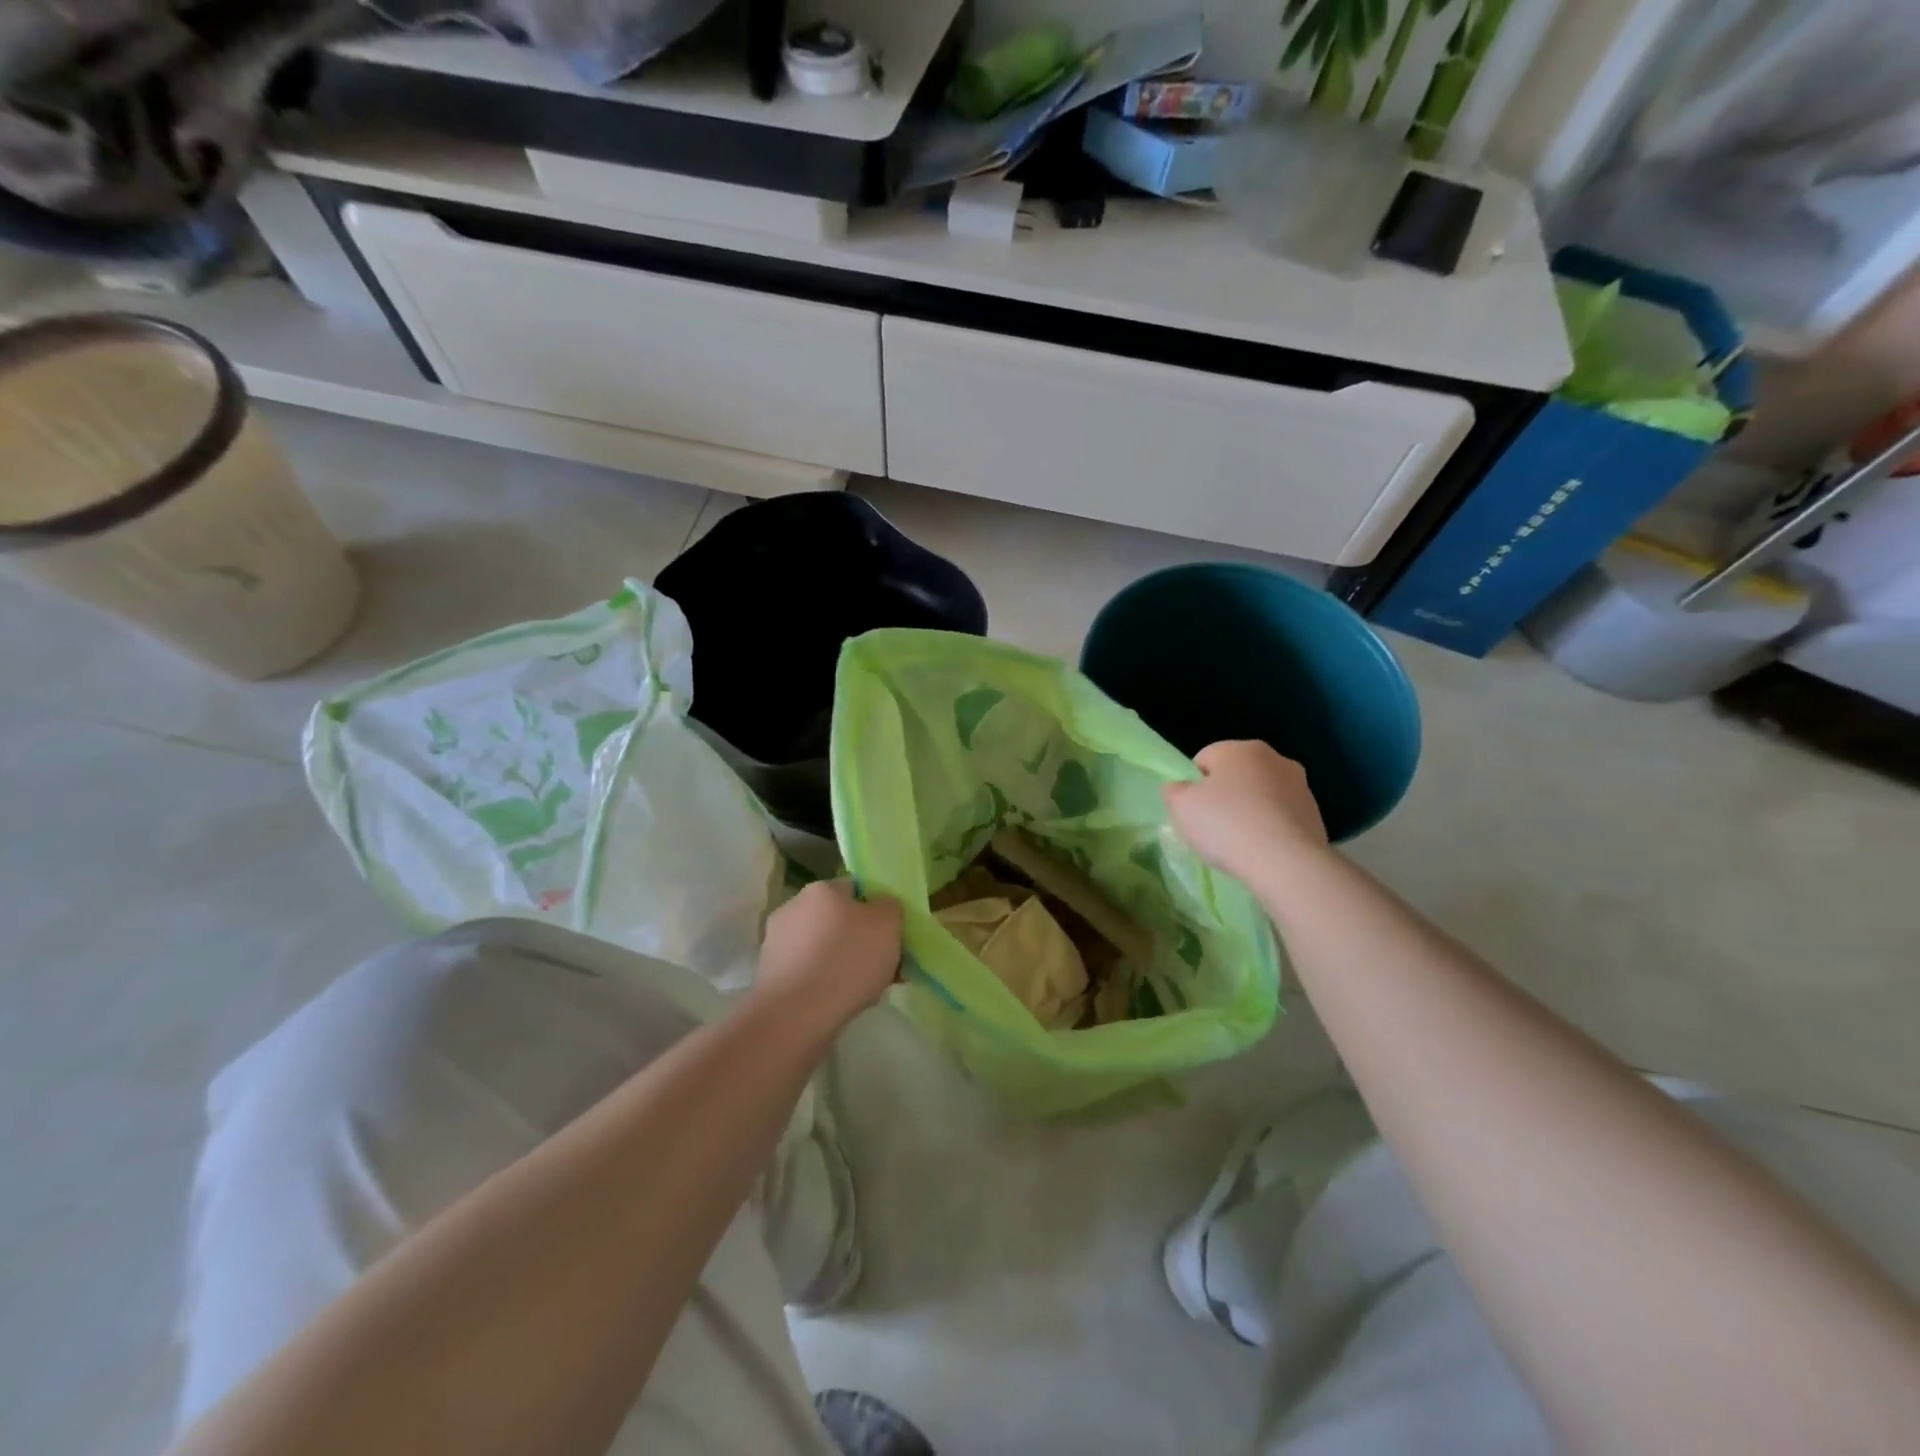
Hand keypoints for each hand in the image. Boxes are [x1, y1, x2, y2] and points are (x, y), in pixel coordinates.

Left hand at [754, 880, 902, 1032]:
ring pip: (823, 947)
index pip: (857, 889)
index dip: (877, 911)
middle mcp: (794, 907)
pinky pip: (808, 971)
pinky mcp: (770, 973)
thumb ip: (889, 907)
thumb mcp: (888, 924)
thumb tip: (881, 907)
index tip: (891, 937)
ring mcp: (777, 941)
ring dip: (842, 962)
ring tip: (864, 990)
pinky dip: (824, 982)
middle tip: (882, 966)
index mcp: (821, 889)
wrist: (795, 1017)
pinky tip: (838, 1002)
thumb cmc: (847, 961)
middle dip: (859, 939)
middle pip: (838, 919)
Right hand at [1162, 740, 1328, 881]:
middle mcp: (1274, 758)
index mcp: (1240, 749)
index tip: (1194, 811)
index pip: (1204, 759)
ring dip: (1250, 810)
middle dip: (1224, 795)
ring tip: (1240, 842)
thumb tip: (1180, 787)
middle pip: (1236, 774)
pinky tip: (1263, 850)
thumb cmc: (1226, 825)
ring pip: (1261, 794)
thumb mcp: (1180, 806)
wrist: (1287, 862)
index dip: (1193, 785)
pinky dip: (1270, 827)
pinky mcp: (1316, 813)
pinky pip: (1281, 816)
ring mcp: (1300, 785)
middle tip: (1214, 826)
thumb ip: (1173, 790)